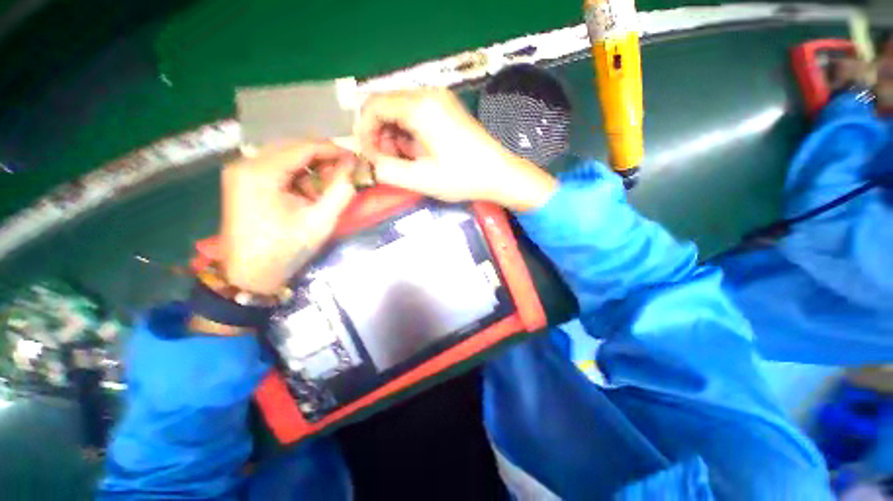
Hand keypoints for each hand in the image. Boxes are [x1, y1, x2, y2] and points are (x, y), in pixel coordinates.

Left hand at [220, 141, 355, 294]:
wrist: (250, 275)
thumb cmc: (286, 249)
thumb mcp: (321, 221)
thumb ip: (341, 191)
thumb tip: (352, 166)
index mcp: (261, 172)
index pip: (303, 147)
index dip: (332, 149)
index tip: (355, 158)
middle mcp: (246, 163)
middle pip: (293, 147)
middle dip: (322, 158)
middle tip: (344, 174)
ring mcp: (241, 171)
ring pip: (285, 156)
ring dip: (310, 168)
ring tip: (326, 188)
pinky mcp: (242, 181)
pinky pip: (276, 167)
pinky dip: (297, 175)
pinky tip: (307, 192)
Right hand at [357, 88, 555, 210]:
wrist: (499, 174)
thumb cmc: (463, 177)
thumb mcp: (421, 179)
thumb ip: (387, 170)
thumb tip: (367, 163)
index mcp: (420, 107)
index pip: (373, 105)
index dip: (364, 131)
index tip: (369, 157)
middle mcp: (428, 94)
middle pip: (386, 105)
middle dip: (379, 135)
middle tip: (388, 162)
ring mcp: (440, 100)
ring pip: (400, 111)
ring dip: (393, 135)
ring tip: (404, 161)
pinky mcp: (447, 109)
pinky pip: (416, 115)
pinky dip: (408, 133)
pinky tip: (416, 153)